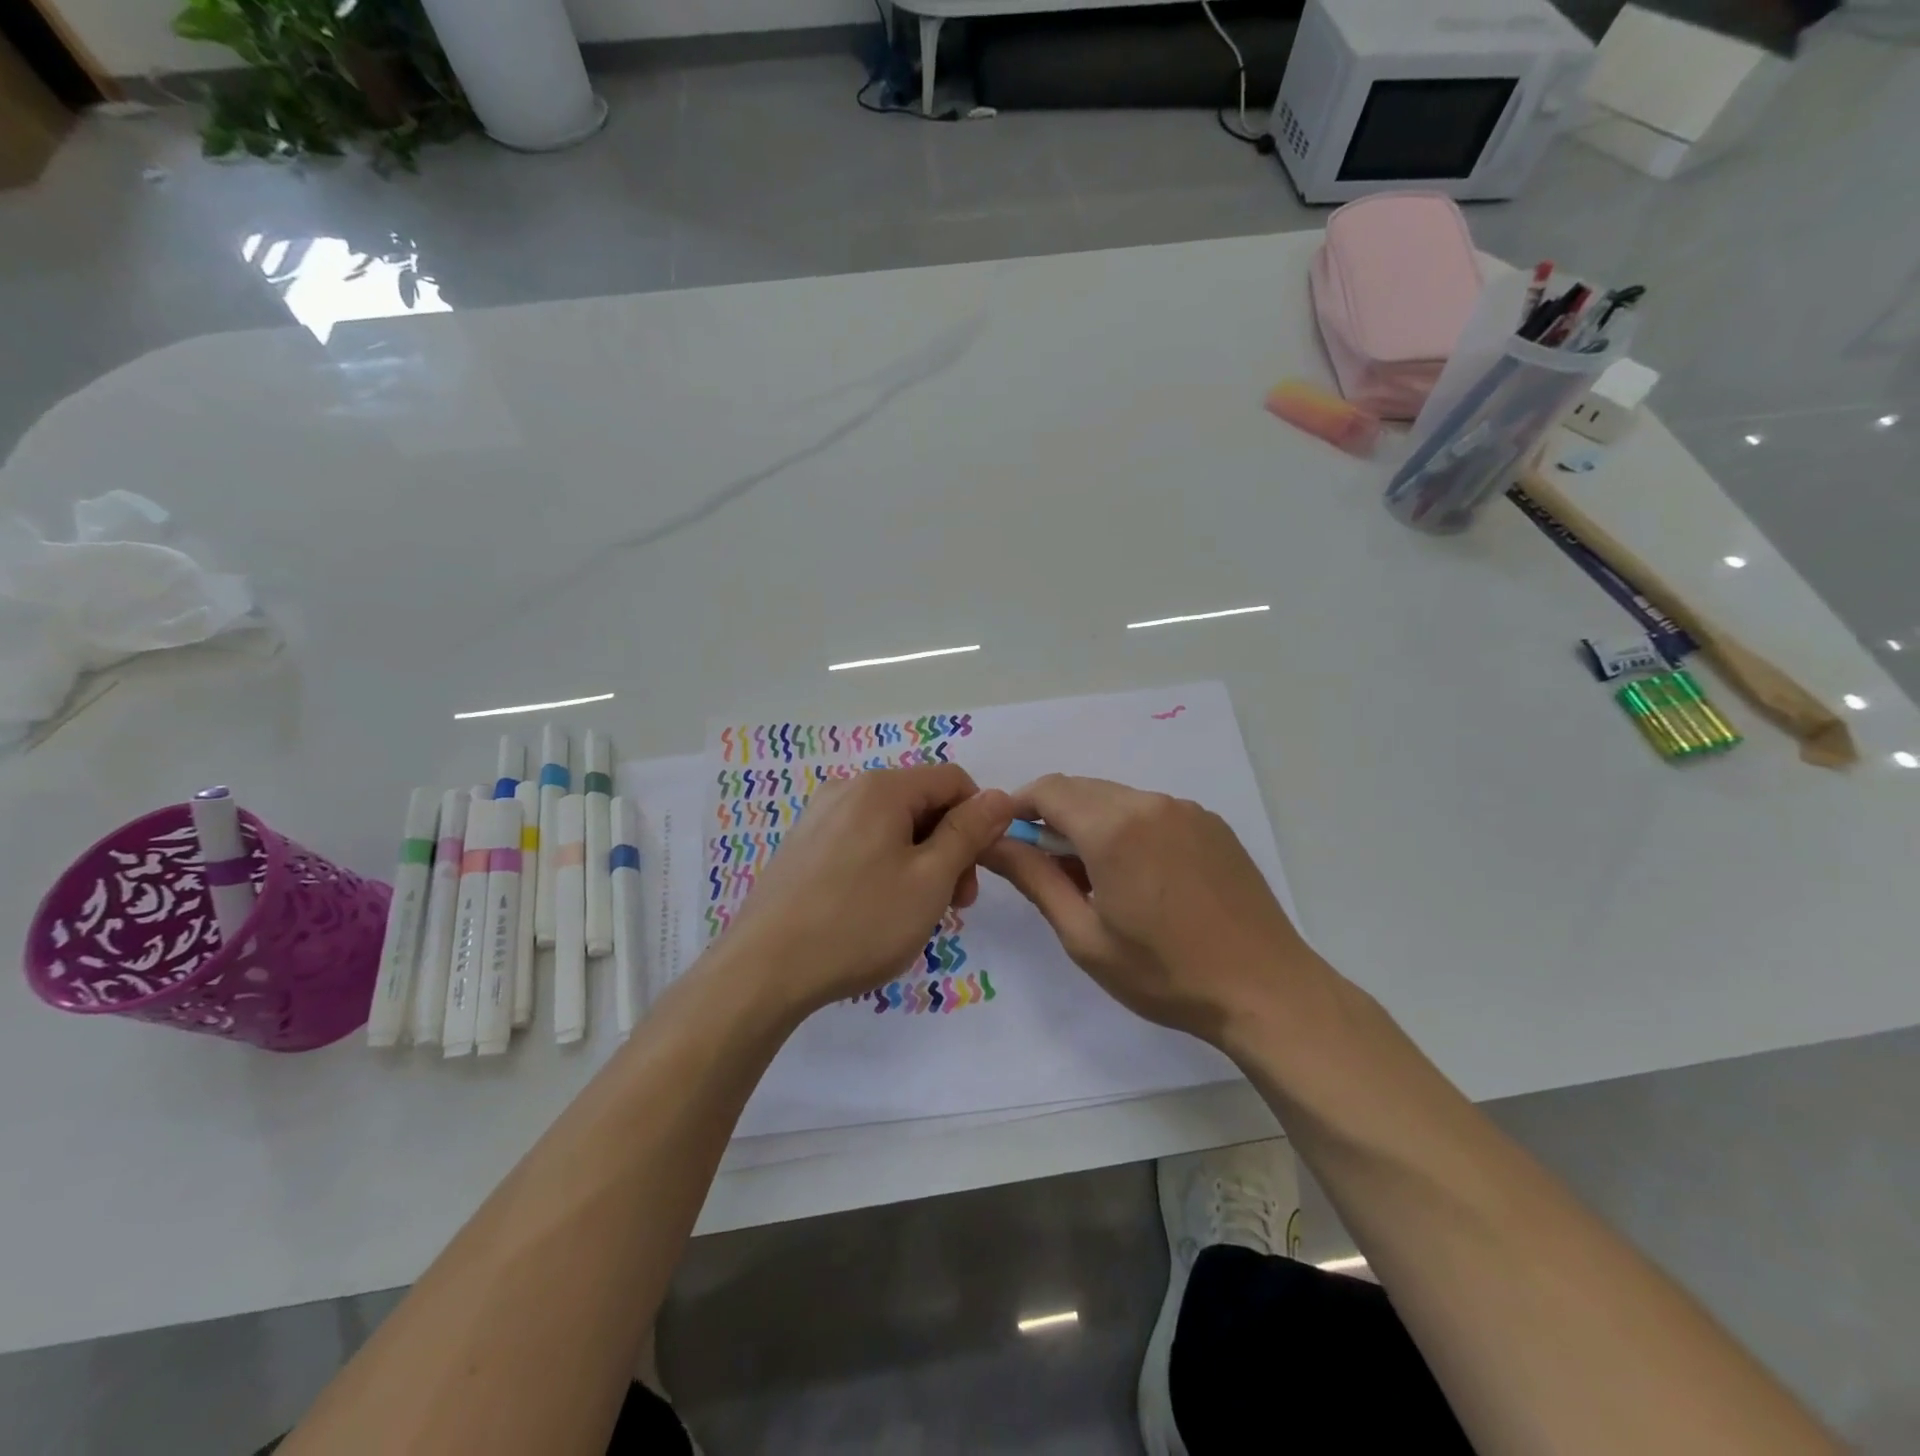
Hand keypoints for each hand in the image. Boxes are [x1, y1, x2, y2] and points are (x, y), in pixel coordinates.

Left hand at [723, 764, 1013, 1015]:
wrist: (764, 969)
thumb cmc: (859, 922)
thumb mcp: (930, 879)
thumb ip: (969, 833)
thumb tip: (1000, 796)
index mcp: (882, 787)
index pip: (953, 780)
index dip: (979, 819)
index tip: (979, 871)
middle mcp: (848, 788)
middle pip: (921, 802)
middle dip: (949, 846)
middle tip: (955, 903)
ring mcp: (819, 816)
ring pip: (892, 825)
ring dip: (920, 861)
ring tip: (917, 913)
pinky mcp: (803, 845)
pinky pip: (861, 841)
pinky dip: (886, 866)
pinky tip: (878, 910)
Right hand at [979, 775, 1316, 1044]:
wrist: (1266, 990)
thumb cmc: (1165, 974)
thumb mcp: (1085, 936)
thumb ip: (1033, 879)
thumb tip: (991, 842)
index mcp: (1113, 828)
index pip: (1046, 790)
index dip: (1017, 808)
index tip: (1006, 840)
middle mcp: (1149, 803)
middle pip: (1080, 790)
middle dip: (1052, 818)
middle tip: (1048, 870)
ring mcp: (1186, 810)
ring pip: (1116, 798)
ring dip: (1090, 824)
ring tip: (1096, 880)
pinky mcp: (1211, 824)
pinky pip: (1151, 811)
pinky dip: (1127, 828)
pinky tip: (1140, 878)